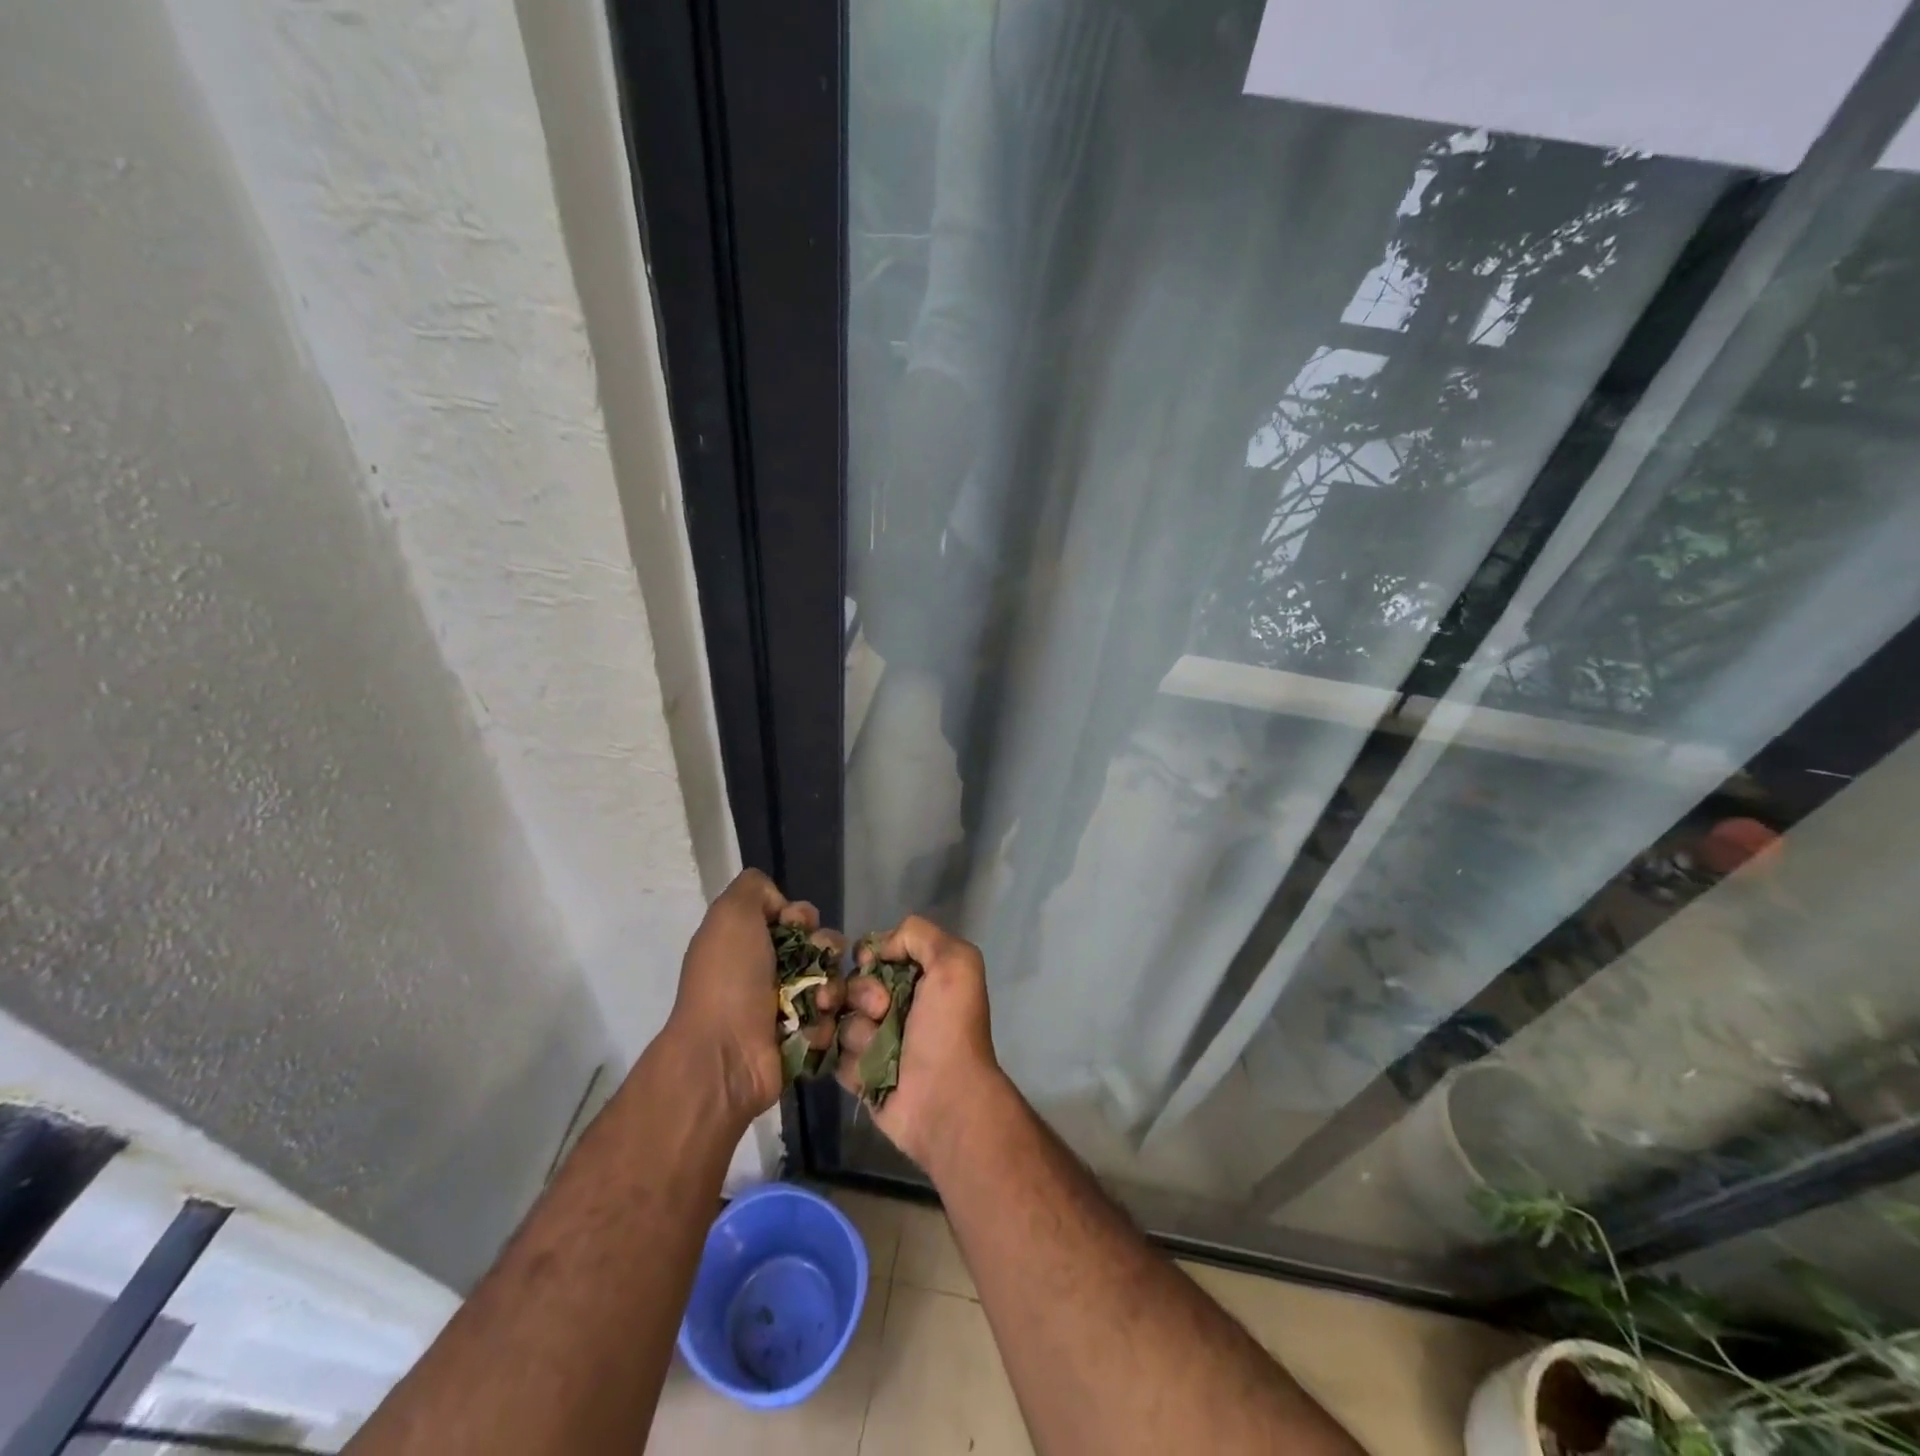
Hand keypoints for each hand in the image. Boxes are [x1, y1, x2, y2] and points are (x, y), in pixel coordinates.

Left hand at [666, 869, 843, 1124]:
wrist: (723, 1054)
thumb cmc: (728, 979)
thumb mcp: (731, 914)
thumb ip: (756, 888)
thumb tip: (782, 909)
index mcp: (748, 941)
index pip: (795, 918)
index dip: (803, 917)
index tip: (799, 925)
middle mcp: (766, 972)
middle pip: (820, 948)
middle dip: (827, 949)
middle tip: (820, 961)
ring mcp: (785, 1008)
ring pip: (832, 982)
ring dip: (833, 986)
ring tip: (822, 1000)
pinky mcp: (802, 1041)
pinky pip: (832, 1020)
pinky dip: (827, 1020)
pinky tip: (814, 1026)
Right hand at [836, 915, 999, 1169]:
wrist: (945, 1098)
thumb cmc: (949, 1027)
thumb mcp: (955, 962)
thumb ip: (918, 935)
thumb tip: (878, 948)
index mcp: (920, 977)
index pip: (874, 953)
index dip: (867, 955)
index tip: (867, 962)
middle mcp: (897, 1005)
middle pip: (852, 984)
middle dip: (860, 992)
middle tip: (881, 1009)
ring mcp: (877, 1041)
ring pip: (842, 1019)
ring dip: (857, 1029)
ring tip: (874, 1043)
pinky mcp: (860, 1073)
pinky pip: (837, 1055)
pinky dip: (849, 1059)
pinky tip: (862, 1066)